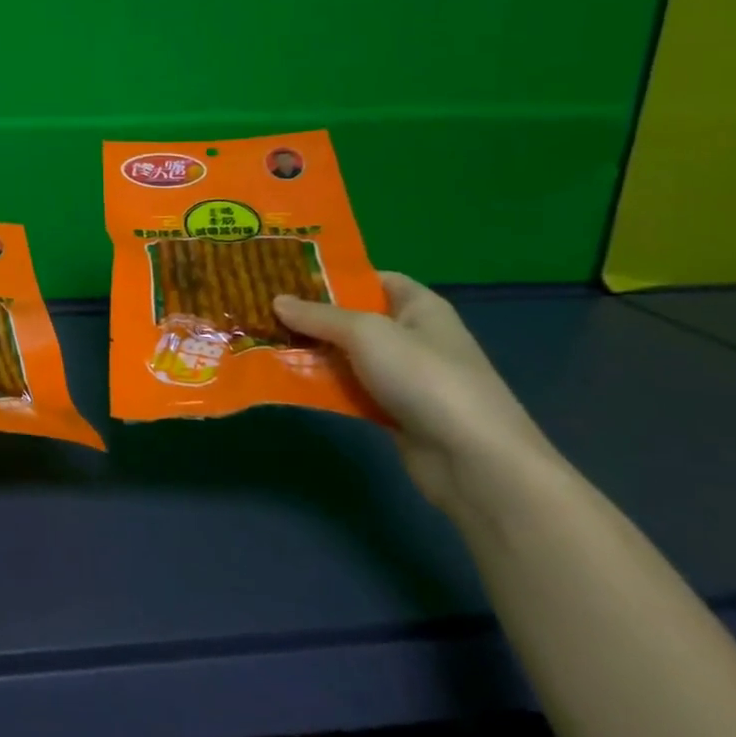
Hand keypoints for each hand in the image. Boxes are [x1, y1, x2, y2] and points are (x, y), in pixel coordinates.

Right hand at [274, 274, 558, 514]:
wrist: (473, 459)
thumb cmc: (425, 377)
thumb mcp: (366, 334)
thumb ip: (319, 316)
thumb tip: (277, 300)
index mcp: (419, 307)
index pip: (374, 280)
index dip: (335, 277)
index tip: (288, 279)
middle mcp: (413, 337)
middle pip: (354, 319)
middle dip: (311, 317)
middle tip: (262, 311)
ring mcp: (404, 377)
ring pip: (347, 357)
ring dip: (311, 354)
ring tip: (262, 344)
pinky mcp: (393, 411)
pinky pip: (350, 390)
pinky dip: (323, 387)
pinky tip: (287, 382)